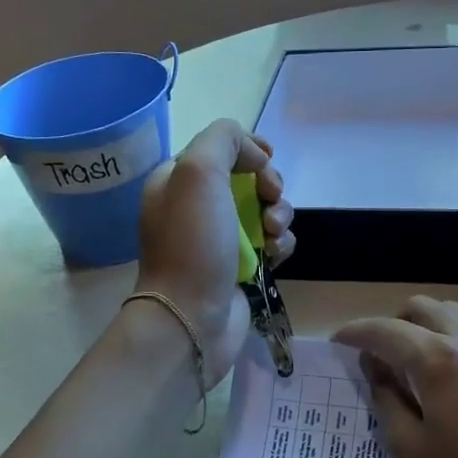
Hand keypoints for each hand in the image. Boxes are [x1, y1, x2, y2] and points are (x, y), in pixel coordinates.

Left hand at [135, 120, 294, 383]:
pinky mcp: (242, 266)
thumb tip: (255, 156)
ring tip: (273, 233)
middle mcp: (196, 206)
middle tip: (270, 199)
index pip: (220, 147)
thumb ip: (224, 140)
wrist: (192, 316)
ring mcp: (219, 238)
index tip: (267, 161)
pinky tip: (275, 256)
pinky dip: (280, 244)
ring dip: (280, 214)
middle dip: (269, 184)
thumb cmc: (192, 243)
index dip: (249, 149)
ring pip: (265, 209)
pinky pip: (272, 242)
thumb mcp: (198, 172)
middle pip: (248, 177)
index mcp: (177, 180)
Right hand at [335, 297, 457, 457]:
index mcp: (439, 359)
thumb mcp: (413, 452)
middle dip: (392, 324)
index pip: (385, 330)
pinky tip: (457, 375)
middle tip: (376, 357)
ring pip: (455, 314)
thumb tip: (375, 367)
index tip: (337, 342)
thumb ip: (387, 400)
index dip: (356, 332)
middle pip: (422, 308)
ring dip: (426, 327)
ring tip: (414, 364)